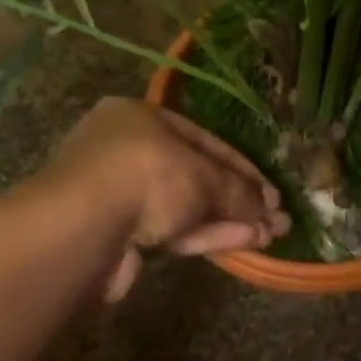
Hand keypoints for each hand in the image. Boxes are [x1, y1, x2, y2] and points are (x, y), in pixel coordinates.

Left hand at [46, 99, 289, 301]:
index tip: (272, 191)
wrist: (84, 227)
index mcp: (140, 118)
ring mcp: (122, 196)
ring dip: (229, 220)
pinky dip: (207, 235)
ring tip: (271, 235)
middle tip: (276, 218)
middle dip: (239, 199)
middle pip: (196, 175)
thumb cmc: (147, 175)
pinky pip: (172, 231)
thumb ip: (238, 191)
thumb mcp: (202, 176)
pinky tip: (244, 242)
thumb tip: (269, 212)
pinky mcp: (120, 237)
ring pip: (186, 207)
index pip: (203, 139)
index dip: (242, 166)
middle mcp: (128, 152)